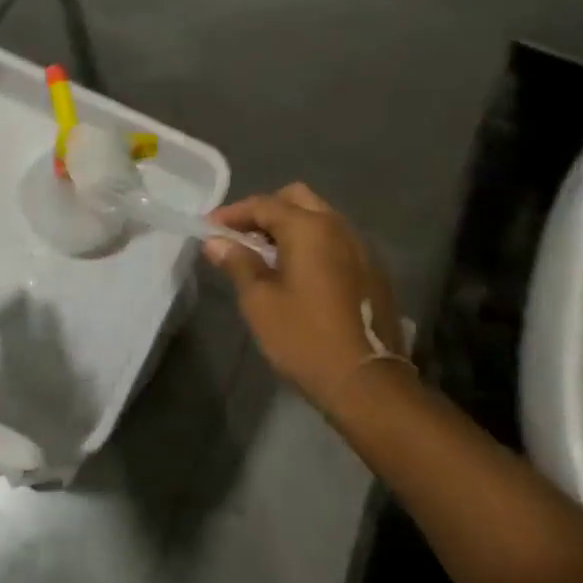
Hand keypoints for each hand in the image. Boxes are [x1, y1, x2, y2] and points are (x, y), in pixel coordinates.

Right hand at [204, 184, 403, 410]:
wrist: (367, 383)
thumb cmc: (305, 338)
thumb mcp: (260, 302)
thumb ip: (238, 263)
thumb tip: (215, 241)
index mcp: (309, 227)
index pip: (264, 204)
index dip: (232, 213)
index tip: (209, 227)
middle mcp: (338, 226)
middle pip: (297, 200)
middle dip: (266, 211)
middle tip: (241, 235)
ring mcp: (361, 248)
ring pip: (320, 219)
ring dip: (291, 227)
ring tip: (266, 255)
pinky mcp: (373, 271)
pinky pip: (336, 241)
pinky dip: (313, 244)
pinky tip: (298, 273)